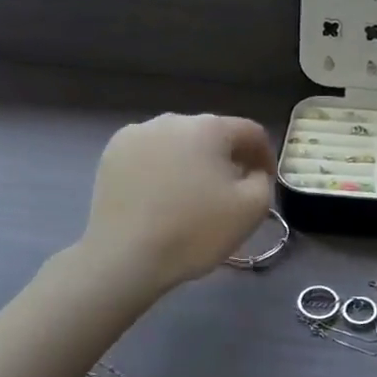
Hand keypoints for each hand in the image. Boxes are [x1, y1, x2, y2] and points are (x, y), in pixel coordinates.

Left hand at [83, 114, 277, 290]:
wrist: (124, 257)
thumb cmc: (194, 231)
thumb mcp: (251, 209)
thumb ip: (262, 180)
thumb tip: (251, 170)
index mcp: (210, 127)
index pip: (250, 132)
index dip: (264, 155)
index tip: (265, 181)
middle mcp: (172, 120)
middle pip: (212, 134)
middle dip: (226, 158)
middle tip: (230, 190)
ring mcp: (137, 134)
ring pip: (178, 143)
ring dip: (192, 161)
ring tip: (191, 194)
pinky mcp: (112, 153)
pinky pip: (149, 154)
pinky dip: (161, 168)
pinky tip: (160, 196)